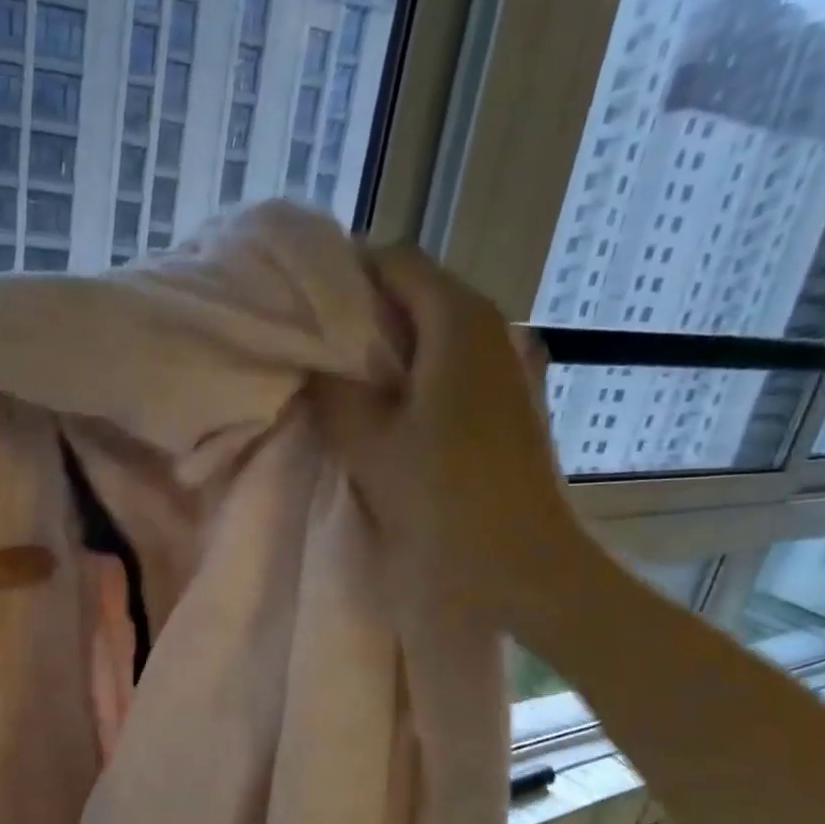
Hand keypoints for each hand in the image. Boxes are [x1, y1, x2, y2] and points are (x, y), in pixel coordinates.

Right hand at [315, 245, 598, 634]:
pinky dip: (413, 369)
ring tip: (340, 377)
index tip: (298, 305)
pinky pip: (450, 360)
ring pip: (432, 328)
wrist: (525, 563)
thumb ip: (331, 390)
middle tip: (309, 345)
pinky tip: (387, 407)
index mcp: (458, 320)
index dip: (342, 274)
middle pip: (415, 291)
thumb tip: (309, 358)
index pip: (394, 260)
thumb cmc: (443, 498)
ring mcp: (508, 360)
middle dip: (360, 311)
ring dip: (385, 345)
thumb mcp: (368, 442)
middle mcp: (492, 324)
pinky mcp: (510, 396)